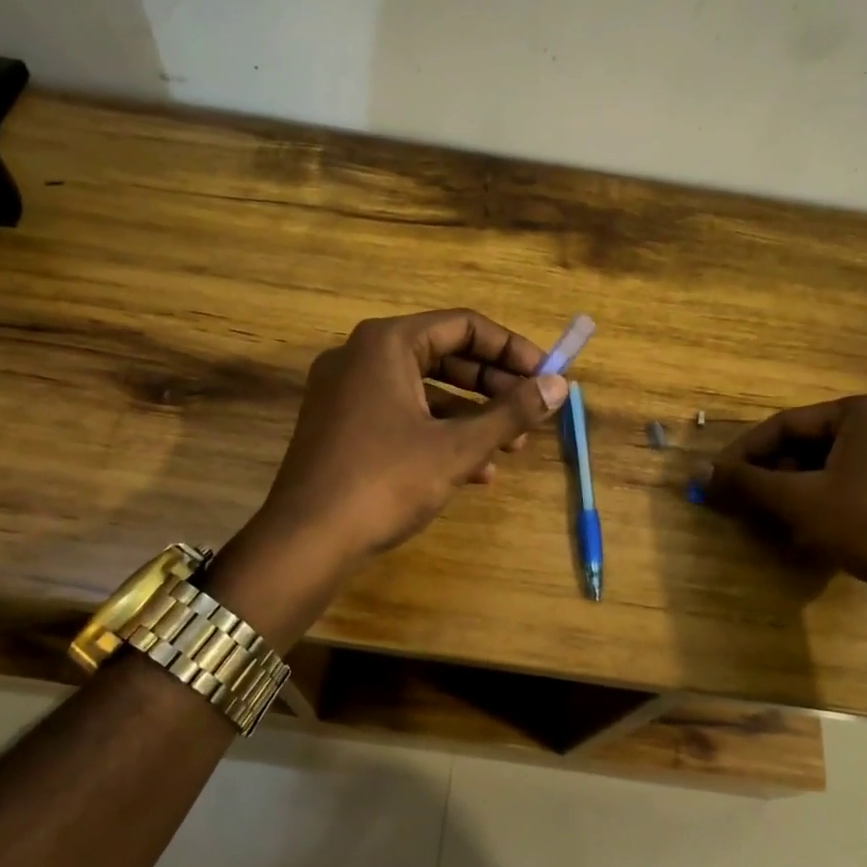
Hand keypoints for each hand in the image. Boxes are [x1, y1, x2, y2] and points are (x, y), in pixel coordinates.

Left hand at [259, 309, 569, 564]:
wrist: (306, 540)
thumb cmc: (385, 481)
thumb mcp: (457, 447)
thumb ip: (510, 412)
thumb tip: (559, 385)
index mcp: (386, 343)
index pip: (463, 326)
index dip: (511, 349)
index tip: (545, 376)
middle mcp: (361, 356)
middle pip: (444, 355)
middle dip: (493, 386)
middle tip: (532, 411)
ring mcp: (346, 392)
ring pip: (424, 391)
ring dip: (471, 416)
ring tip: (512, 448)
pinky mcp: (341, 426)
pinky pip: (400, 416)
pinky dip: (438, 434)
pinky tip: (475, 471)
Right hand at [704, 394, 866, 599]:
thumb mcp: (798, 500)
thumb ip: (746, 482)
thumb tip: (698, 471)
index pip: (787, 424)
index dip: (744, 452)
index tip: (716, 477)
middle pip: (813, 445)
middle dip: (773, 474)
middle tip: (743, 501)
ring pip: (838, 470)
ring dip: (798, 492)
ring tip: (773, 519)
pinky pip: (864, 490)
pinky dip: (831, 505)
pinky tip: (814, 533)